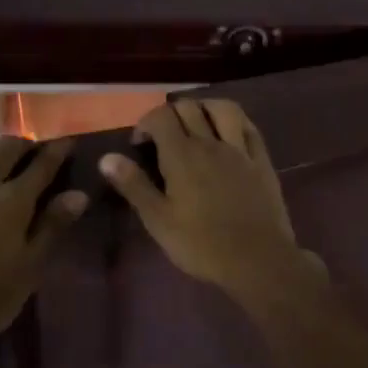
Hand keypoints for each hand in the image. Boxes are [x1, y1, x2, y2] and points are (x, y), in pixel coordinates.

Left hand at [0, 137, 87, 356]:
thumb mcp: (30, 266)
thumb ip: (54, 225)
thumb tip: (79, 194)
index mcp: (13, 202)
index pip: (42, 165)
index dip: (58, 150)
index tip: (69, 141)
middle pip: (7, 148)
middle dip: (26, 144)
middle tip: (37, 149)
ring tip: (4, 152)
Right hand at [99, 100, 319, 298]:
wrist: (257, 260)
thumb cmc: (201, 244)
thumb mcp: (158, 220)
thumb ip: (133, 185)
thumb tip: (106, 157)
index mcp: (182, 155)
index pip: (160, 116)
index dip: (146, 123)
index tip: (139, 144)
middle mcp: (210, 143)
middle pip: (189, 108)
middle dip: (171, 114)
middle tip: (163, 136)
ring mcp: (239, 149)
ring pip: (223, 109)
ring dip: (204, 107)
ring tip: (196, 123)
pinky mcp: (261, 160)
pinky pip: (249, 127)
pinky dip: (235, 121)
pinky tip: (229, 131)